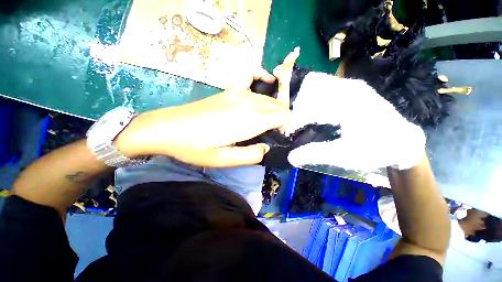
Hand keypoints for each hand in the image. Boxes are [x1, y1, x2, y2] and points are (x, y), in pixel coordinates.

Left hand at [115, 69, 289, 166]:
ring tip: (268, 122)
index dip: (285, 126)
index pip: (283, 116)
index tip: (278, 137)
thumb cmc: (196, 147)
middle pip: (278, 106)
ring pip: (268, 97)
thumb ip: (251, 156)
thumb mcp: (225, 160)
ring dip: (274, 108)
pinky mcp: (229, 90)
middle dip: (281, 119)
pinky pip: (251, 75)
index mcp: (250, 121)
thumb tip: (267, 148)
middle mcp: (248, 103)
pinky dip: (262, 77)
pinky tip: (266, 81)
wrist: (169, 128)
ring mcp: (238, 93)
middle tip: (272, 133)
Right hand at [285, 72, 425, 170]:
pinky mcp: (351, 89)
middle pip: (309, 88)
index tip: (287, 131)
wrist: (402, 142)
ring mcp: (350, 86)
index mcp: (346, 103)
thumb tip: (291, 157)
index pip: (308, 106)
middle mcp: (347, 88)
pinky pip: (325, 88)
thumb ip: (315, 154)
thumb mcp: (345, 156)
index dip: (294, 119)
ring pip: (316, 85)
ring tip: (300, 118)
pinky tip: (312, 113)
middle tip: (293, 122)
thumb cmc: (376, 150)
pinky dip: (313, 99)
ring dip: (304, 100)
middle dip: (297, 105)